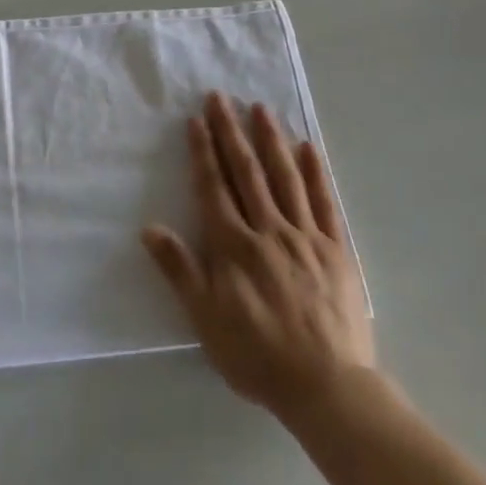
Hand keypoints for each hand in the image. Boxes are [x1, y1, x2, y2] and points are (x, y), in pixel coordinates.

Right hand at [141, 92, 375, 421]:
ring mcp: (305, 236)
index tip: (196, 120)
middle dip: (231, 132)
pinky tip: (308, 148)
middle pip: (246, 172)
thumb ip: (180, 270)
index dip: (204, 152)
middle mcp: (268, 230)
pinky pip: (325, 202)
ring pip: (285, 177)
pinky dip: (316, 172)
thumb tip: (149, 228)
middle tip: (221, 97)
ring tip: (260, 108)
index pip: (214, 187)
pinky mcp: (336, 249)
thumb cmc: (258, 355)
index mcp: (234, 246)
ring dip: (271, 140)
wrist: (327, 387)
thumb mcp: (206, 319)